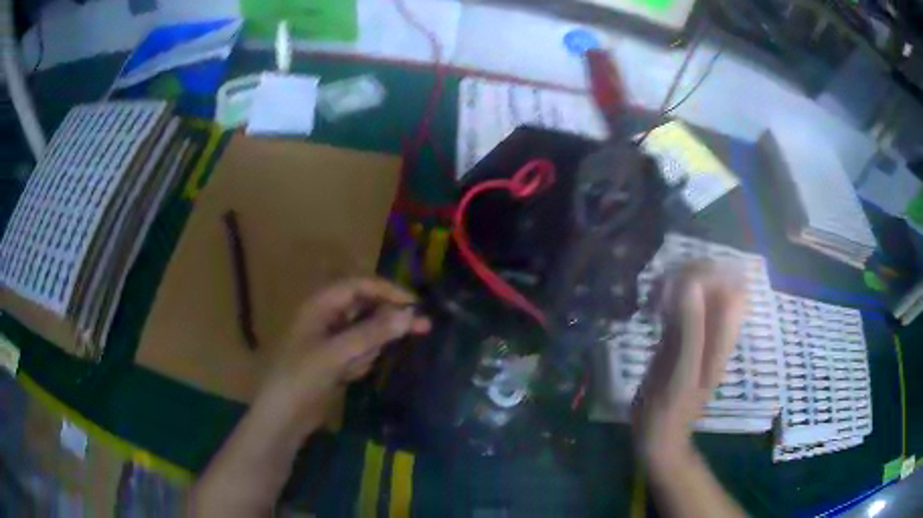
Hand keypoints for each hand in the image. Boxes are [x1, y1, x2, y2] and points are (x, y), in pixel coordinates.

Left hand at [258, 278, 430, 432]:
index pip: (360, 285)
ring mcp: (330, 339)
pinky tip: (347, 377)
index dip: (389, 291)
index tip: (416, 304)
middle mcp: (326, 317)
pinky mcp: (334, 360)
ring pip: (365, 333)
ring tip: (351, 369)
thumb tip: (409, 315)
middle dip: (387, 320)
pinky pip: (359, 352)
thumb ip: (372, 333)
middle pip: (366, 307)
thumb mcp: (336, 353)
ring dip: (369, 349)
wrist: (282, 416)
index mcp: (320, 304)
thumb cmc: (302, 377)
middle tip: (423, 328)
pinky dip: (360, 362)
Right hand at [632, 261, 746, 462]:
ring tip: (654, 297)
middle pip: (714, 286)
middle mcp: (713, 331)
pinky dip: (665, 301)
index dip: (712, 275)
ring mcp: (696, 335)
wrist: (657, 436)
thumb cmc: (670, 409)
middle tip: (663, 287)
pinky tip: (650, 308)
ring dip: (676, 287)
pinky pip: (678, 308)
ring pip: (695, 295)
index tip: (683, 278)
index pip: (732, 288)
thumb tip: (690, 283)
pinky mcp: (678, 341)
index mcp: (722, 336)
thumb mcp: (682, 370)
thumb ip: (689, 328)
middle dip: (690, 276)